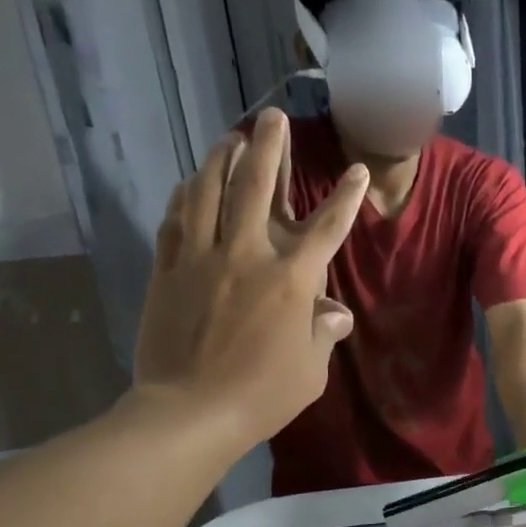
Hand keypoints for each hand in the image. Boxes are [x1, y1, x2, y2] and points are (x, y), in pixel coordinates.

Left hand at [130, 108, 363, 446]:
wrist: (190, 411)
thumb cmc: (262, 395)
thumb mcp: (310, 372)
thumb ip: (323, 334)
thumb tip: (336, 313)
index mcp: (291, 279)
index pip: (326, 227)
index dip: (345, 197)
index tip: (357, 171)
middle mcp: (247, 254)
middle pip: (257, 186)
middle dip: (269, 147)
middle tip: (272, 115)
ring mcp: (201, 257)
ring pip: (209, 191)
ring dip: (221, 158)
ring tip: (230, 137)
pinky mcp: (168, 269)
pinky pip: (176, 219)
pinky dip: (186, 195)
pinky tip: (191, 183)